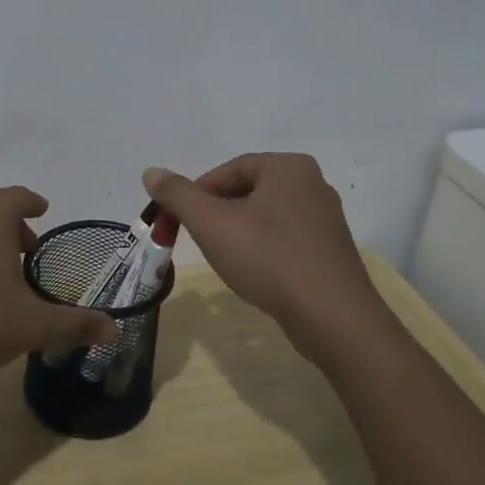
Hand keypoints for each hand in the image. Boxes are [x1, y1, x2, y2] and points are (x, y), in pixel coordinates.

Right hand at [141, 155, 380, 365]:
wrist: (333, 318)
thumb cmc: (269, 259)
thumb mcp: (212, 224)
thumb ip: (178, 195)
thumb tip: (151, 171)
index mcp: (288, 167)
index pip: (228, 170)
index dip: (197, 194)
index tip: (179, 221)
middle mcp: (312, 183)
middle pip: (247, 191)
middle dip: (217, 214)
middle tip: (199, 240)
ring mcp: (326, 218)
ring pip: (266, 217)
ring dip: (239, 233)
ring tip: (225, 260)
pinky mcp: (331, 250)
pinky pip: (286, 239)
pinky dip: (264, 250)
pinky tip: (255, 274)